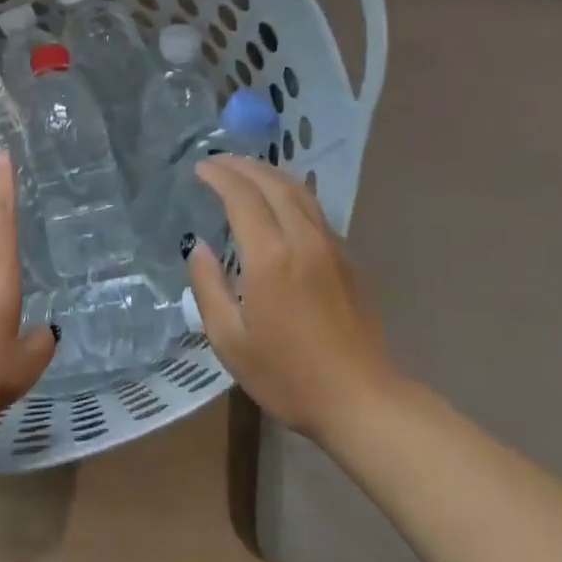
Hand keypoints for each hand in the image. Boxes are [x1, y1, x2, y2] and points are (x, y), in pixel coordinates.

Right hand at [187, 156, 395, 440]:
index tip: (200, 168)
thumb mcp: (231, 341)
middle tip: (218, 161)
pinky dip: (289, 191)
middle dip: (243, 166)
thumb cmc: (289, 376)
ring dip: (269, 173)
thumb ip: (209, 288)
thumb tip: (199, 249)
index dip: (219, 176)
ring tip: (245, 170)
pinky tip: (279, 201)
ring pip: (299, 191)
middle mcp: (303, 240)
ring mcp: (330, 246)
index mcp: (271, 257)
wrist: (363, 400)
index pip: (242, 197)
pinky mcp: (347, 258)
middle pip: (273, 183)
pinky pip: (314, 208)